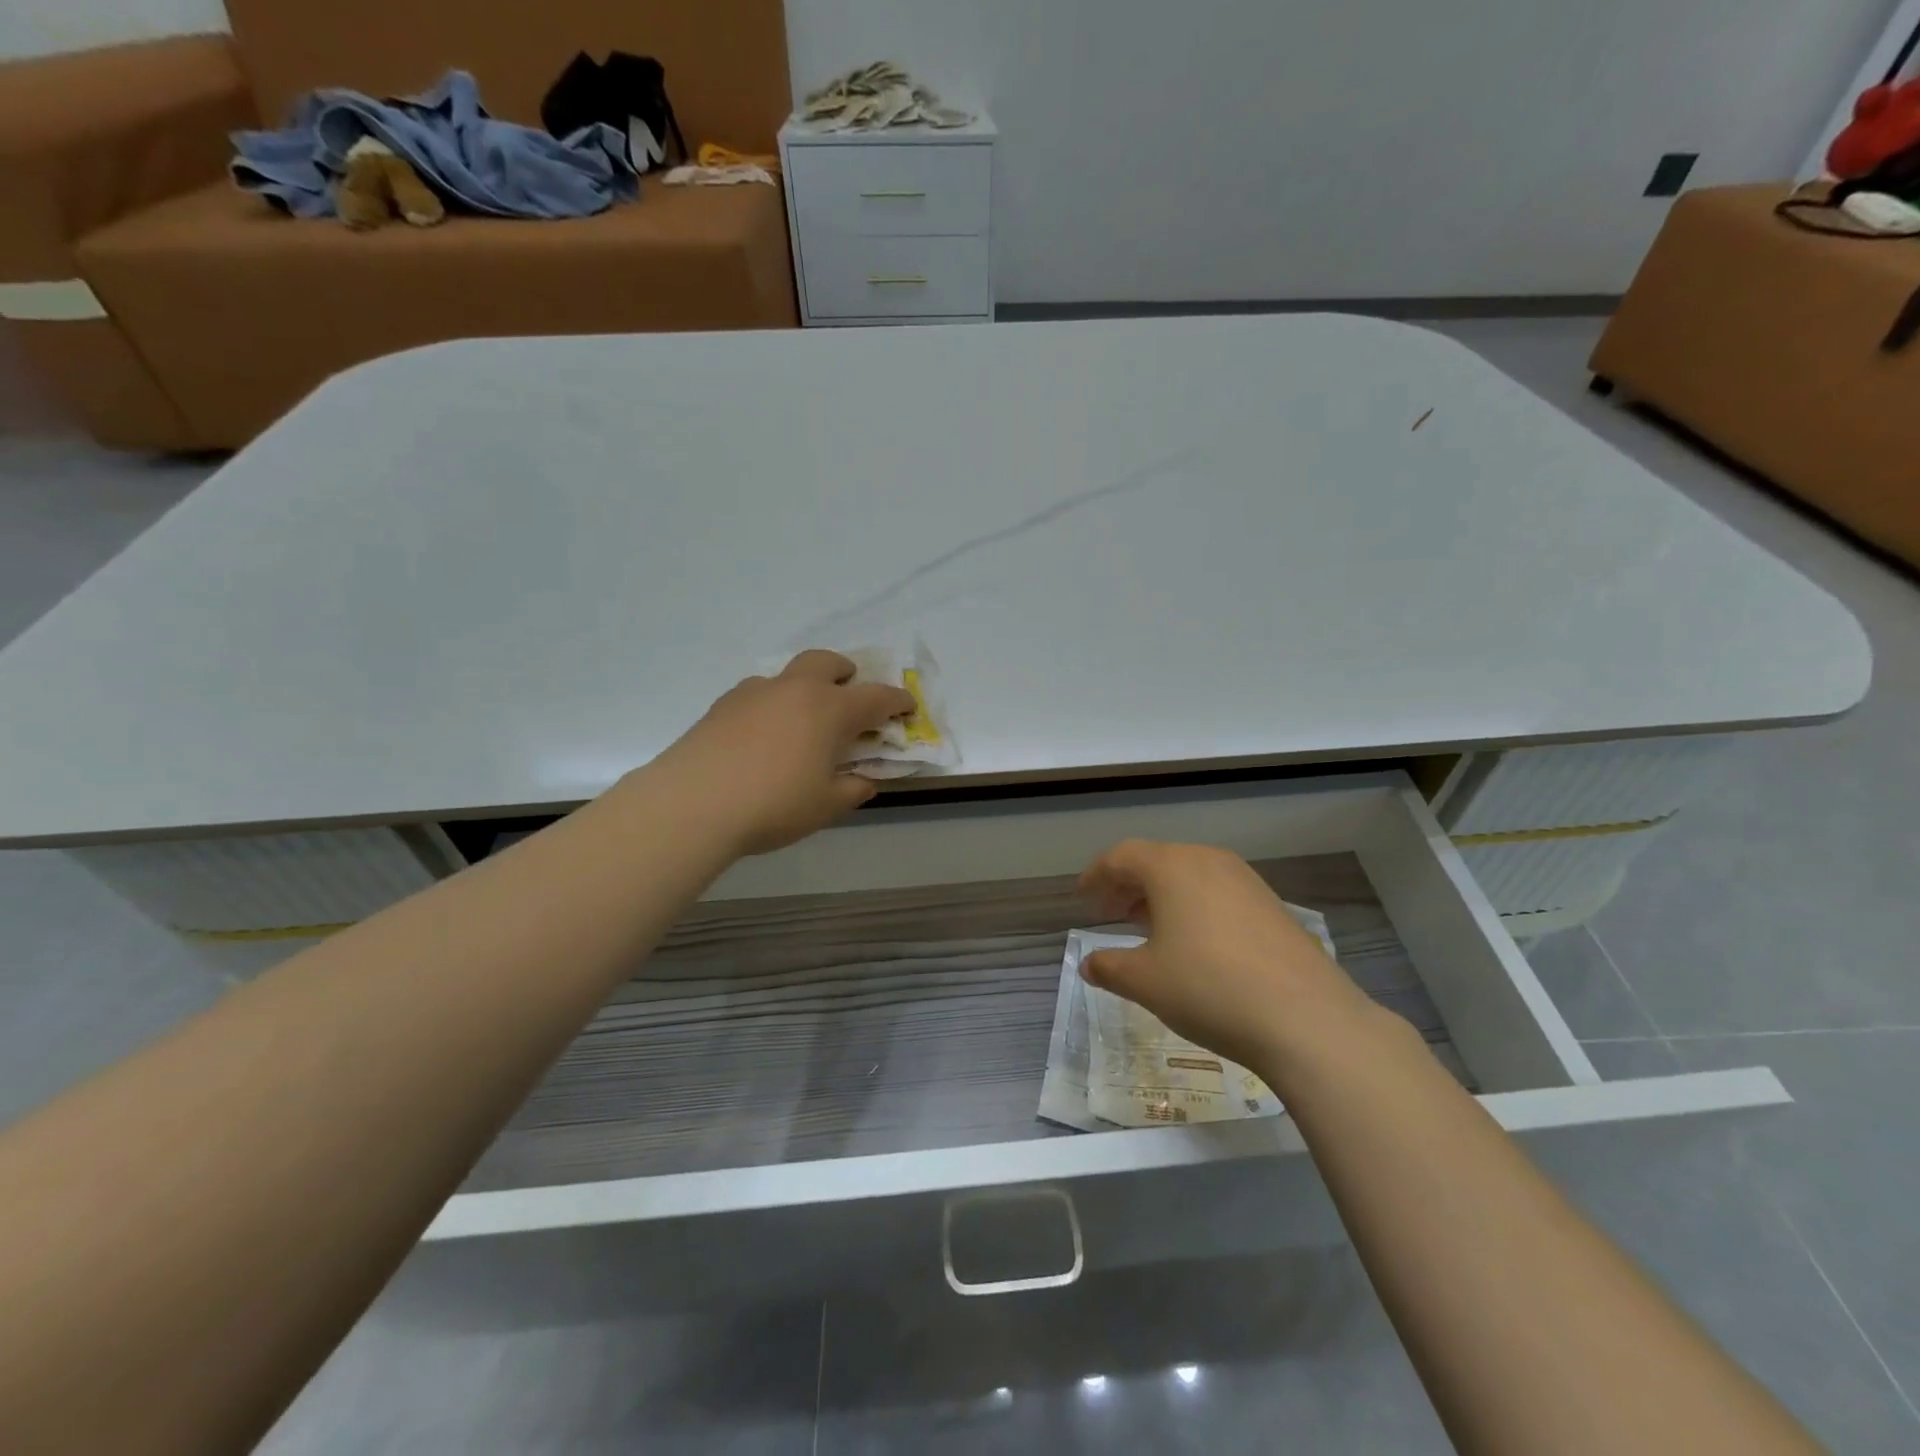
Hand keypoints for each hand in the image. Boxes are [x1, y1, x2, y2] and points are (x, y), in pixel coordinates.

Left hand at [649, 651, 916, 856]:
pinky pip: (758, 692)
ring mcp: (755, 692)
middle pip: (827, 662)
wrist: (693, 803)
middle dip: (845, 672)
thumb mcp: (825, 806)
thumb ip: (852, 789)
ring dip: (804, 686)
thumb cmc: (774, 805)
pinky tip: (762, 733)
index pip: (876, 697)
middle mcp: (795, 690)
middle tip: (849, 691)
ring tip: (802, 718)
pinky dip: (772, 703)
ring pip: (788, 674)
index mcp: (830, 710)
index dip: (897, 701)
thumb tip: (864, 781)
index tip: (908, 706)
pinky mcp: (723, 705)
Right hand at [1077, 840, 1374, 1075]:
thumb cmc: (1209, 988)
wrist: (1307, 1019)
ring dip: (1162, 896)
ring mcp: (1247, 882)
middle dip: (1129, 885)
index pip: (1122, 857)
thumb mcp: (1146, 982)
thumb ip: (1109, 967)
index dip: (1097, 875)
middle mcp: (1209, 862)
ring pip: (1191, 876)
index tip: (1083, 897)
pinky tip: (1194, 943)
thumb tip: (1088, 964)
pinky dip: (1194, 908)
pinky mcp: (1273, 906)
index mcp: (1172, 867)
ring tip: (1148, 928)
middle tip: (1110, 913)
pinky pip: (1218, 894)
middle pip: (1158, 861)